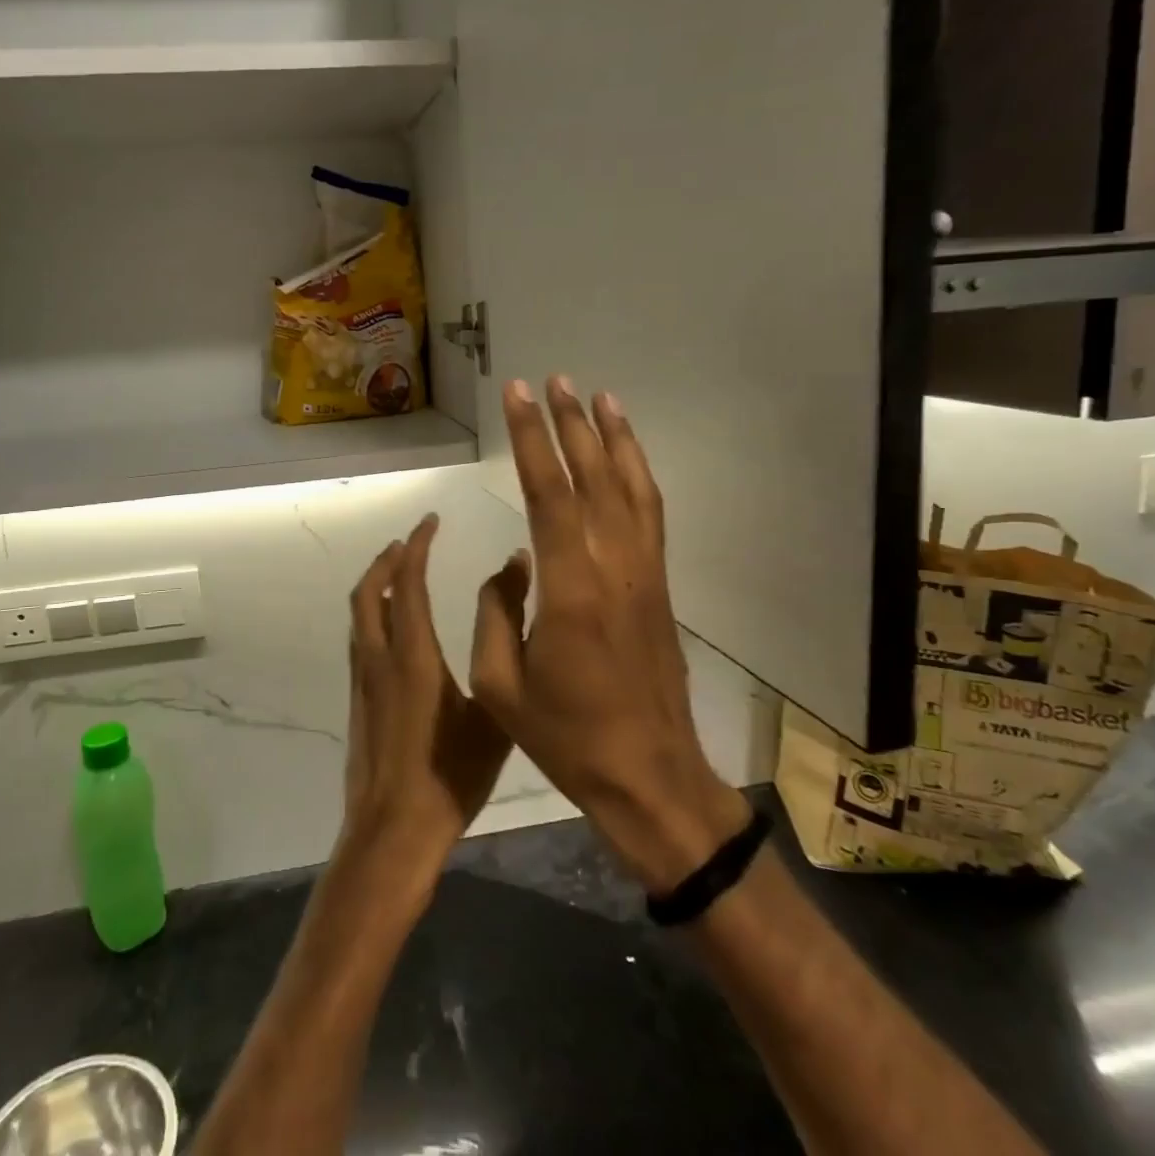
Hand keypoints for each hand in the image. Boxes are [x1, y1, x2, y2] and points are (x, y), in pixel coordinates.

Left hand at [339, 514, 520, 879]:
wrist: (393, 833)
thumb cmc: (451, 776)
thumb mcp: (492, 716)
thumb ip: (501, 653)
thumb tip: (513, 603)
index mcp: (413, 656)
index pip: (409, 584)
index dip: (417, 547)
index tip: (430, 521)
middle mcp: (379, 658)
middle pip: (369, 591)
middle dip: (387, 559)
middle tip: (411, 542)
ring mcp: (362, 680)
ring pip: (360, 614)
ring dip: (376, 585)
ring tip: (402, 575)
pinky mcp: (357, 701)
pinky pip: (360, 639)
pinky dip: (374, 615)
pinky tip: (396, 629)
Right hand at [469, 377, 753, 893]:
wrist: (650, 775)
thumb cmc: (567, 737)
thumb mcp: (501, 684)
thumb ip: (496, 612)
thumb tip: (511, 562)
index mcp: (570, 588)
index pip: (548, 493)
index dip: (531, 439)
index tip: (518, 396)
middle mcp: (613, 566)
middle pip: (592, 477)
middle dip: (570, 424)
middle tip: (553, 380)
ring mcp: (643, 573)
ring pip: (630, 488)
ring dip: (613, 439)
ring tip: (598, 396)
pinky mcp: (658, 585)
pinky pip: (650, 516)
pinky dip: (639, 475)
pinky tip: (626, 457)